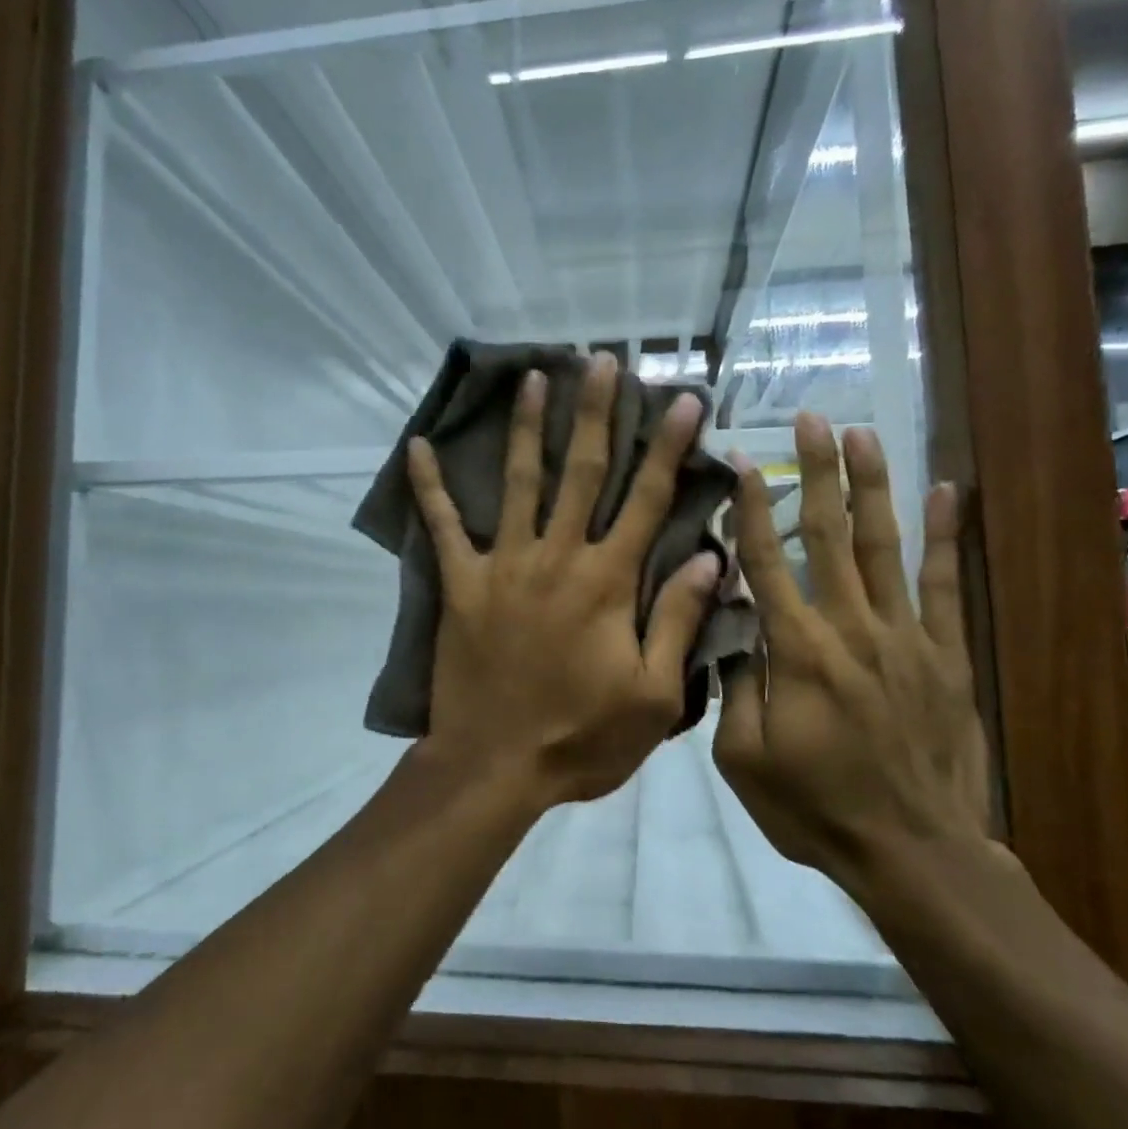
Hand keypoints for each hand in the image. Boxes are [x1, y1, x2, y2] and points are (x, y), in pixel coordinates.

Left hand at [407, 353, 722, 808]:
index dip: (669, 447)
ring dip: (527, 427)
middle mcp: (557, 557)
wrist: (494, 766)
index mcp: (608, 581)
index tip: (683, 399)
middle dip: (597, 413)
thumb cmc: (580, 737)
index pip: (647, 499)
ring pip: (519, 481)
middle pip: (582, 472)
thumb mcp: (652, 696)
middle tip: (605, 362)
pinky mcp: (461, 584)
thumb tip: (710, 558)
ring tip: (534, 377)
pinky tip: (417, 447)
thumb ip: (679, 622)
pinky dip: (429, 487)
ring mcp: (504, 565)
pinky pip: (442, 526)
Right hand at [712, 412, 995, 891]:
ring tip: (863, 434)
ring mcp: (905, 637)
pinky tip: (947, 492)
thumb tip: (728, 623)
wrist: (913, 852)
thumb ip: (734, 685)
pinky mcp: (945, 654)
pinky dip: (945, 537)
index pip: (766, 562)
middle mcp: (850, 628)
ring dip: (871, 486)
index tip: (739, 460)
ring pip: (883, 546)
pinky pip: (944, 586)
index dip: (751, 507)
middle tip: (811, 419)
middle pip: (828, 535)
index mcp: (797, 651)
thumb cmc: (815, 808)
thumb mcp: (743, 759)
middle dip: (816, 471)